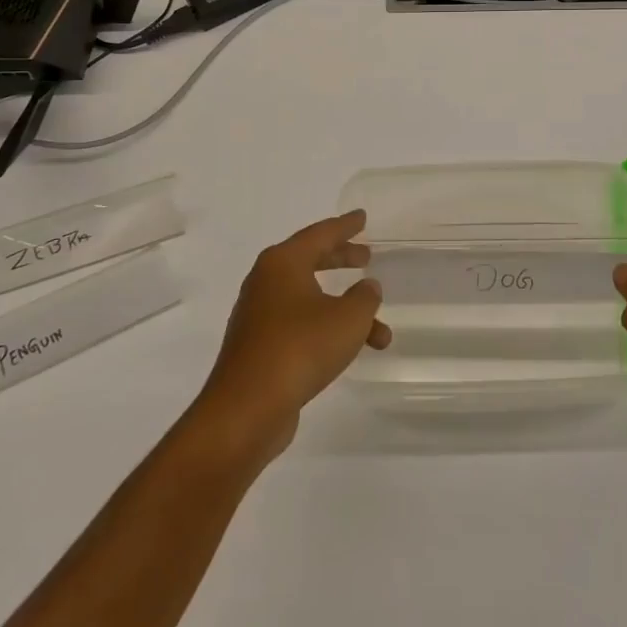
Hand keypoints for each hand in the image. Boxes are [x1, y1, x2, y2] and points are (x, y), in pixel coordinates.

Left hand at [191, 210, 389, 464]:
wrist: (247, 409)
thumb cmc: (300, 348)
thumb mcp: (348, 318)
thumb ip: (364, 297)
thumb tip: (367, 287)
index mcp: (283, 263)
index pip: (320, 233)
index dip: (345, 226)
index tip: (362, 217)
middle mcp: (266, 282)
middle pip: (310, 260)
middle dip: (341, 259)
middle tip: (366, 257)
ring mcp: (259, 316)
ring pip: (310, 300)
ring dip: (344, 310)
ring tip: (379, 331)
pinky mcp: (259, 347)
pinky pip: (300, 325)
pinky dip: (327, 330)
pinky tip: (349, 350)